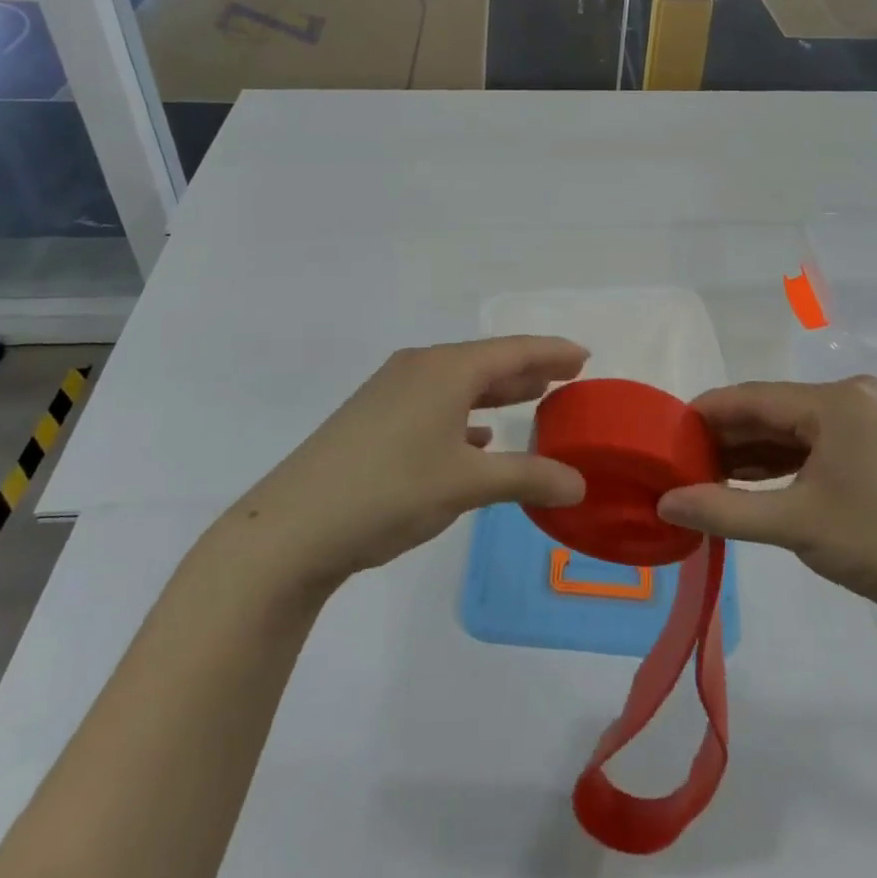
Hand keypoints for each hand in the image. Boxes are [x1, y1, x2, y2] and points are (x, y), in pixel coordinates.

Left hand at [230, 337, 589, 591]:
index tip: (584, 356)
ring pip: (458, 383)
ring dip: (495, 392)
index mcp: (446, 370)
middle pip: (486, 362)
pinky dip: (464, 415)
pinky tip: (477, 439)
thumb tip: (578, 484)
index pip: (513, 350)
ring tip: (529, 399)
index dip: (552, 352)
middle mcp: (419, 368)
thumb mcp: (466, 485)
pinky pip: (434, 404)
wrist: (292, 527)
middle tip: (564, 377)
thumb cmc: (389, 491)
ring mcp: (391, 392)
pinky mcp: (373, 417)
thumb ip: (527, 478)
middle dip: (527, 370)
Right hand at [657, 377, 876, 634]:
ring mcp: (865, 419)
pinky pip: (811, 443)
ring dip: (749, 452)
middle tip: (679, 464)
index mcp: (835, 401)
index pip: (751, 397)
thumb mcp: (794, 525)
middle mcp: (850, 396)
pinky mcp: (871, 443)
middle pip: (770, 411)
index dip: (704, 414)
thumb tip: (664, 503)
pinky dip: (779, 462)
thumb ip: (723, 509)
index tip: (664, 437)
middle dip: (725, 438)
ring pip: (789, 428)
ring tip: (703, 476)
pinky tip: (744, 481)